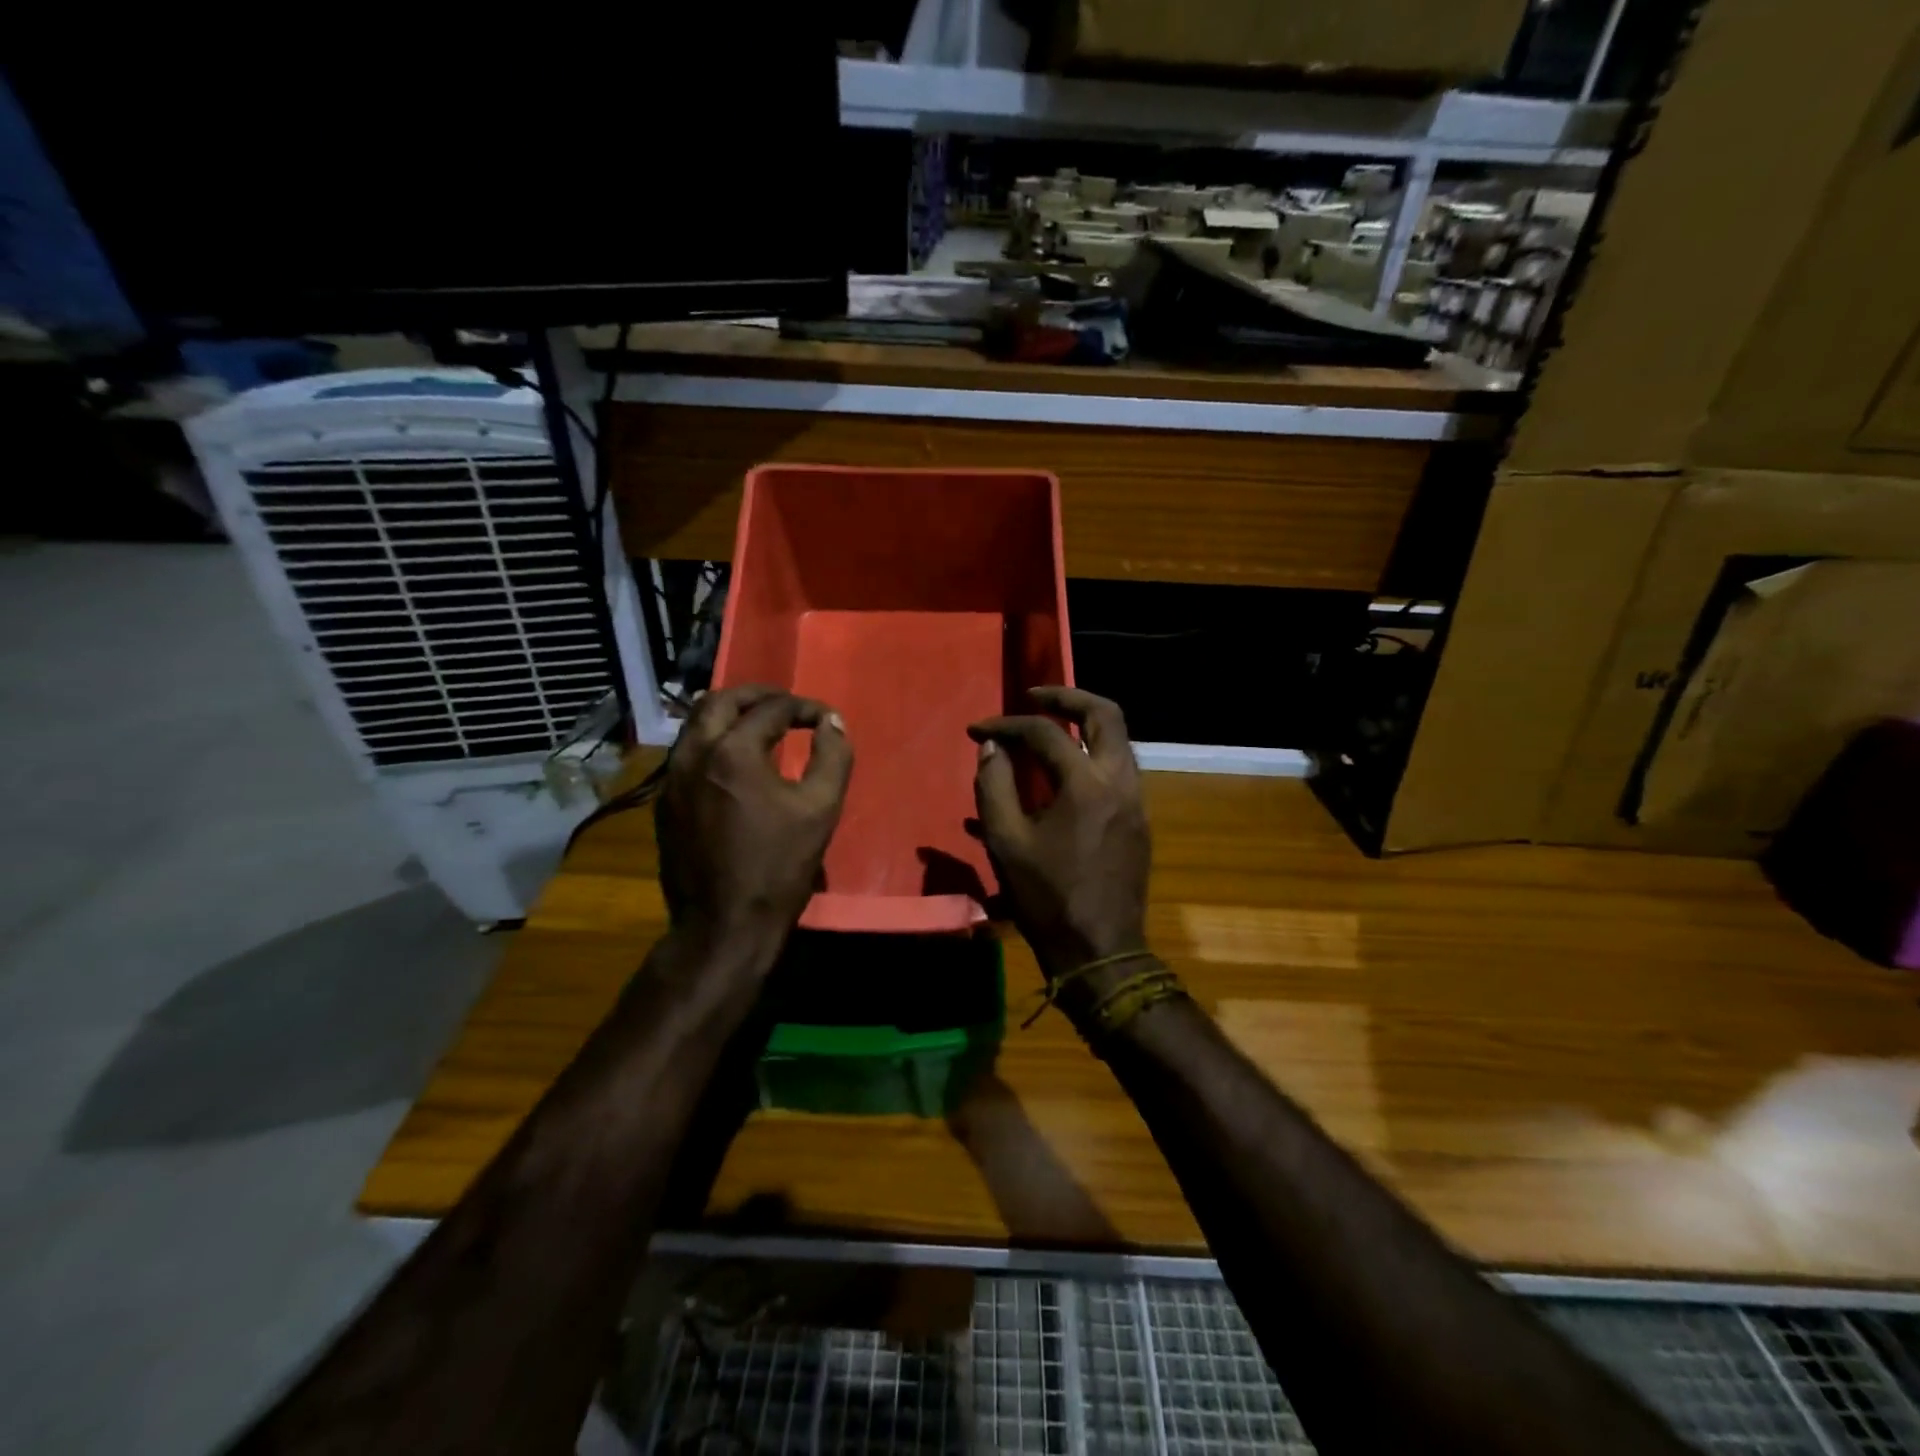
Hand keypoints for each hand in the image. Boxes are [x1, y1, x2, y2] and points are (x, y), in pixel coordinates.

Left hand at [655, 685, 852, 973]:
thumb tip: (832, 722)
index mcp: (734, 751)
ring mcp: (672, 778)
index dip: (804, 707)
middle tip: (786, 704)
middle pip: (721, 700)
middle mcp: (694, 754)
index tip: (825, 718)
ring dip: (729, 714)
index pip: (773, 709)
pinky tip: (733, 761)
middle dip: (757, 696)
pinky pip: (686, 752)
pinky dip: (712, 741)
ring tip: (759, 724)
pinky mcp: (664, 802)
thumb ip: (833, 756)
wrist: (724, 923)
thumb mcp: (820, 809)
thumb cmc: (779, 866)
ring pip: (696, 723)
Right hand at [968, 687, 1149, 978]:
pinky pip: (1119, 768)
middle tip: (1034, 696)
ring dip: (1085, 724)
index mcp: (1086, 785)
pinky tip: (1065, 771)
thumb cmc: (1046, 898)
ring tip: (1050, 726)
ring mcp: (1137, 800)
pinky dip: (1093, 754)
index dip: (1007, 725)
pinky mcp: (1139, 819)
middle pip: (1105, 713)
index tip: (978, 731)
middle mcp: (1120, 781)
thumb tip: (991, 748)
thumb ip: (994, 786)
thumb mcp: (1005, 842)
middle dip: (1067, 697)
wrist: (1100, 950)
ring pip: (1118, 740)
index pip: (1045, 733)